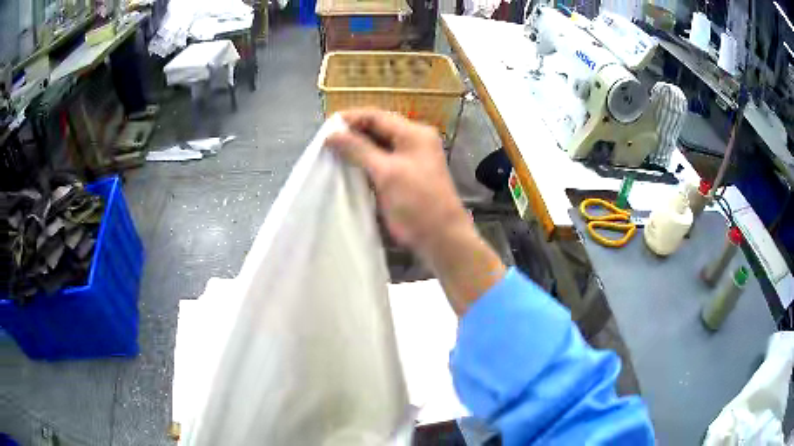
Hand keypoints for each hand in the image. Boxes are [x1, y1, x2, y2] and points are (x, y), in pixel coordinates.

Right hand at [326, 109, 505, 314]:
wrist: (442, 239)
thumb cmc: (417, 202)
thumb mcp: (386, 172)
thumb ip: (358, 150)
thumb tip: (331, 134)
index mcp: (413, 133)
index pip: (376, 116)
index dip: (350, 119)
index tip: (325, 129)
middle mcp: (413, 141)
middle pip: (377, 129)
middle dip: (351, 135)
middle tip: (325, 144)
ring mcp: (410, 159)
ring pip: (377, 147)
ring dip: (356, 150)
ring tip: (331, 155)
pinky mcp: (405, 177)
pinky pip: (381, 163)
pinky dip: (364, 164)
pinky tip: (347, 170)